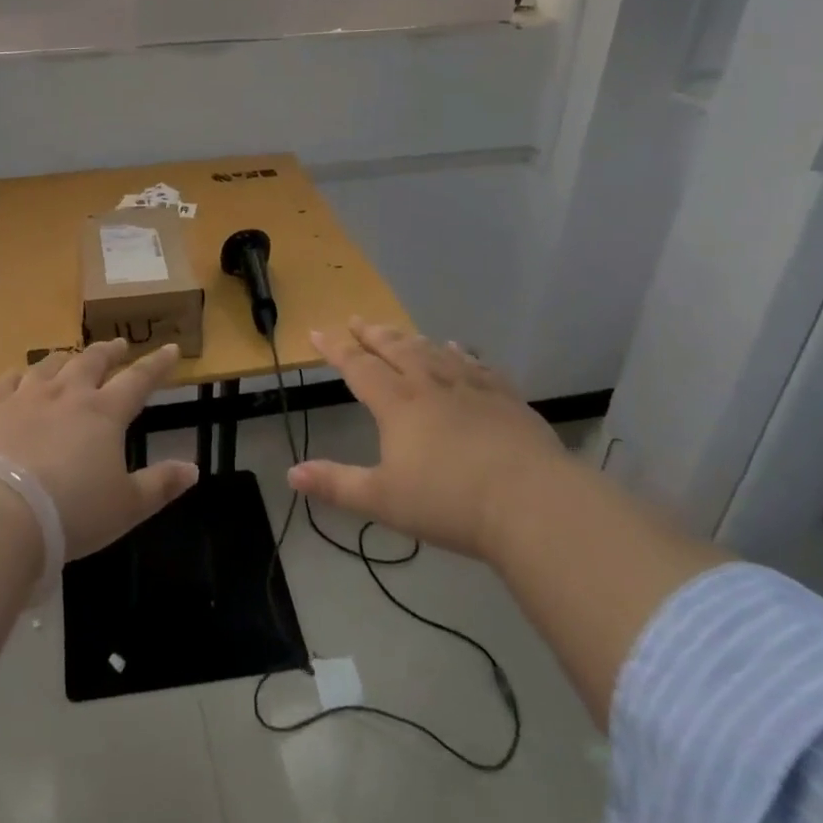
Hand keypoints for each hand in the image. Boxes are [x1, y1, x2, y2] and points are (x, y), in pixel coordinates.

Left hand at [0, 340, 198, 559]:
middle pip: (92, 361)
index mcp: (105, 413)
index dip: (157, 364)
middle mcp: (68, 394)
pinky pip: (7, 381)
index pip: (139, 379)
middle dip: (109, 351)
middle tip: (118, 345)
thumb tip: (193, 469)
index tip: (170, 348)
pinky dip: (18, 375)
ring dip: (65, 358)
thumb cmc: (72, 512)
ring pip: (50, 365)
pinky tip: (19, 377)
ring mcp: (27, 397)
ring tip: (71, 358)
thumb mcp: (127, 507)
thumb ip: (161, 485)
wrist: (1, 514)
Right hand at [288, 320, 573, 560]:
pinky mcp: (504, 397)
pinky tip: (458, 349)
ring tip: (398, 331)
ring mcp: (470, 387)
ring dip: (410, 338)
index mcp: (397, 404)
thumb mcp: (383, 500)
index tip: (317, 330)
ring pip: (433, 351)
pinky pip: (475, 365)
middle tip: (357, 319)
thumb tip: (291, 473)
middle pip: (395, 349)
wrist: (530, 501)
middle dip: (372, 334)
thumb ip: (336, 485)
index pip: (358, 367)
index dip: (335, 348)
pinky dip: (460, 353)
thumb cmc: (449, 502)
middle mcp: (430, 384)